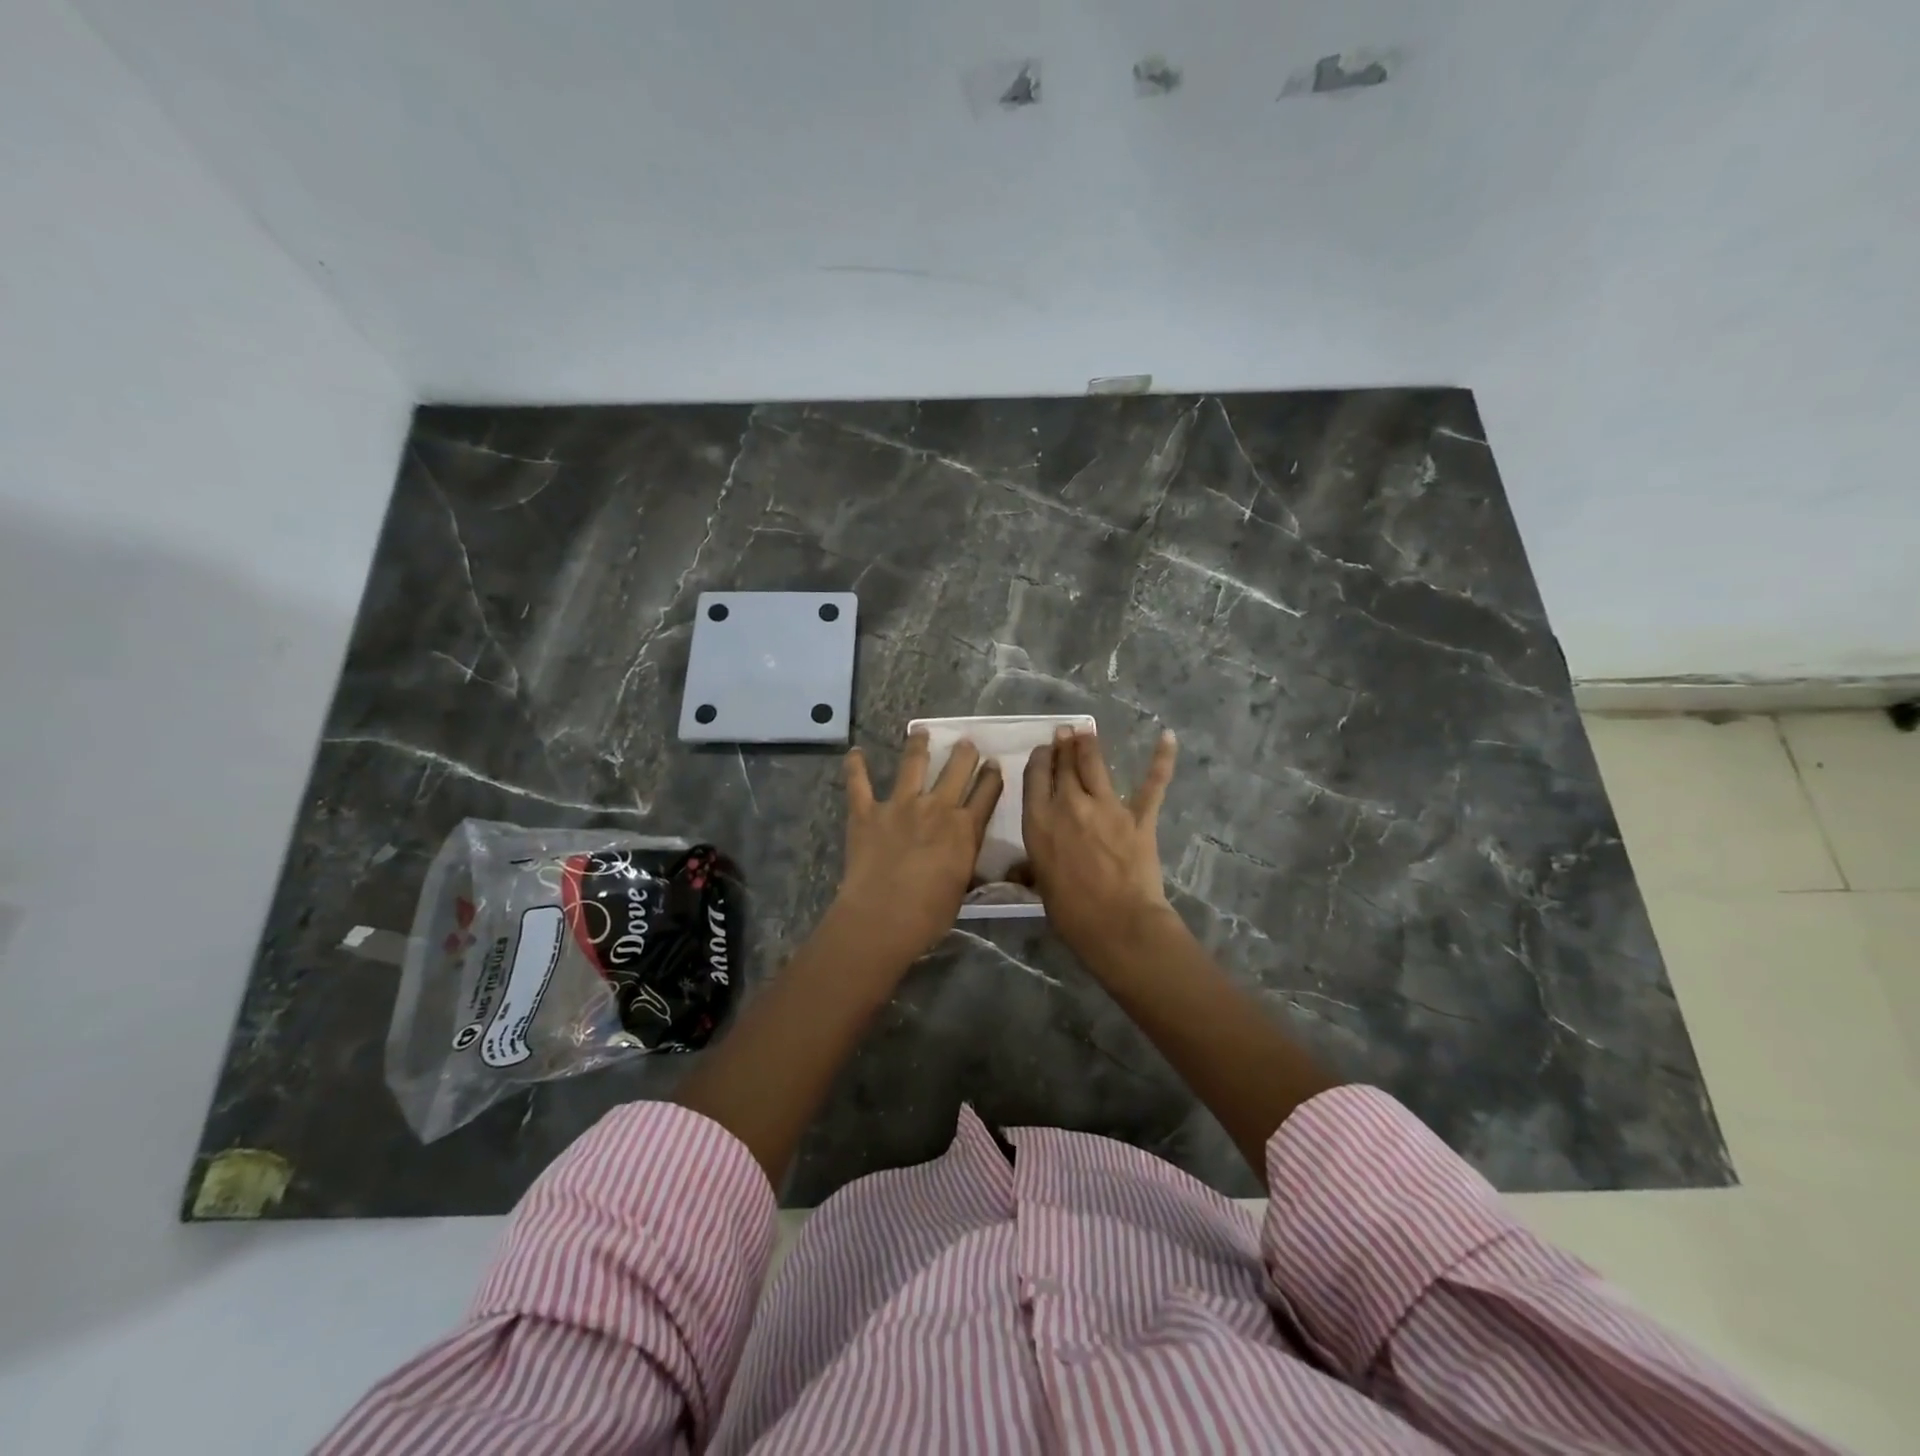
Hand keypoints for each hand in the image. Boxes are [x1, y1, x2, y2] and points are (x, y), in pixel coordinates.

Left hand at [837, 732, 1002, 964]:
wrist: (883, 917)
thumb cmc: (929, 914)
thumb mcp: (961, 889)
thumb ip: (965, 865)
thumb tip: (970, 862)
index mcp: (965, 829)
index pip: (987, 793)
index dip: (992, 776)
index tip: (994, 764)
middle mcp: (937, 807)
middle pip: (957, 769)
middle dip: (965, 753)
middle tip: (966, 742)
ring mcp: (900, 805)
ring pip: (913, 764)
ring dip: (919, 745)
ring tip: (921, 731)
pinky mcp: (867, 812)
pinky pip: (859, 783)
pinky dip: (855, 766)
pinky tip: (855, 752)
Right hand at [1022, 726, 1178, 963]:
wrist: (1117, 923)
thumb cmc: (1071, 912)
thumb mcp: (1040, 886)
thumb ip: (1031, 869)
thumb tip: (1016, 872)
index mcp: (1039, 821)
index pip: (1035, 778)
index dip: (1039, 760)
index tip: (1043, 750)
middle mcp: (1069, 805)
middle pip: (1063, 766)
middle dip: (1063, 746)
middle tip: (1065, 732)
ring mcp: (1107, 807)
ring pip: (1095, 765)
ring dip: (1089, 745)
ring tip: (1086, 731)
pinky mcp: (1139, 816)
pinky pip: (1152, 784)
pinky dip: (1162, 759)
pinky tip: (1168, 737)